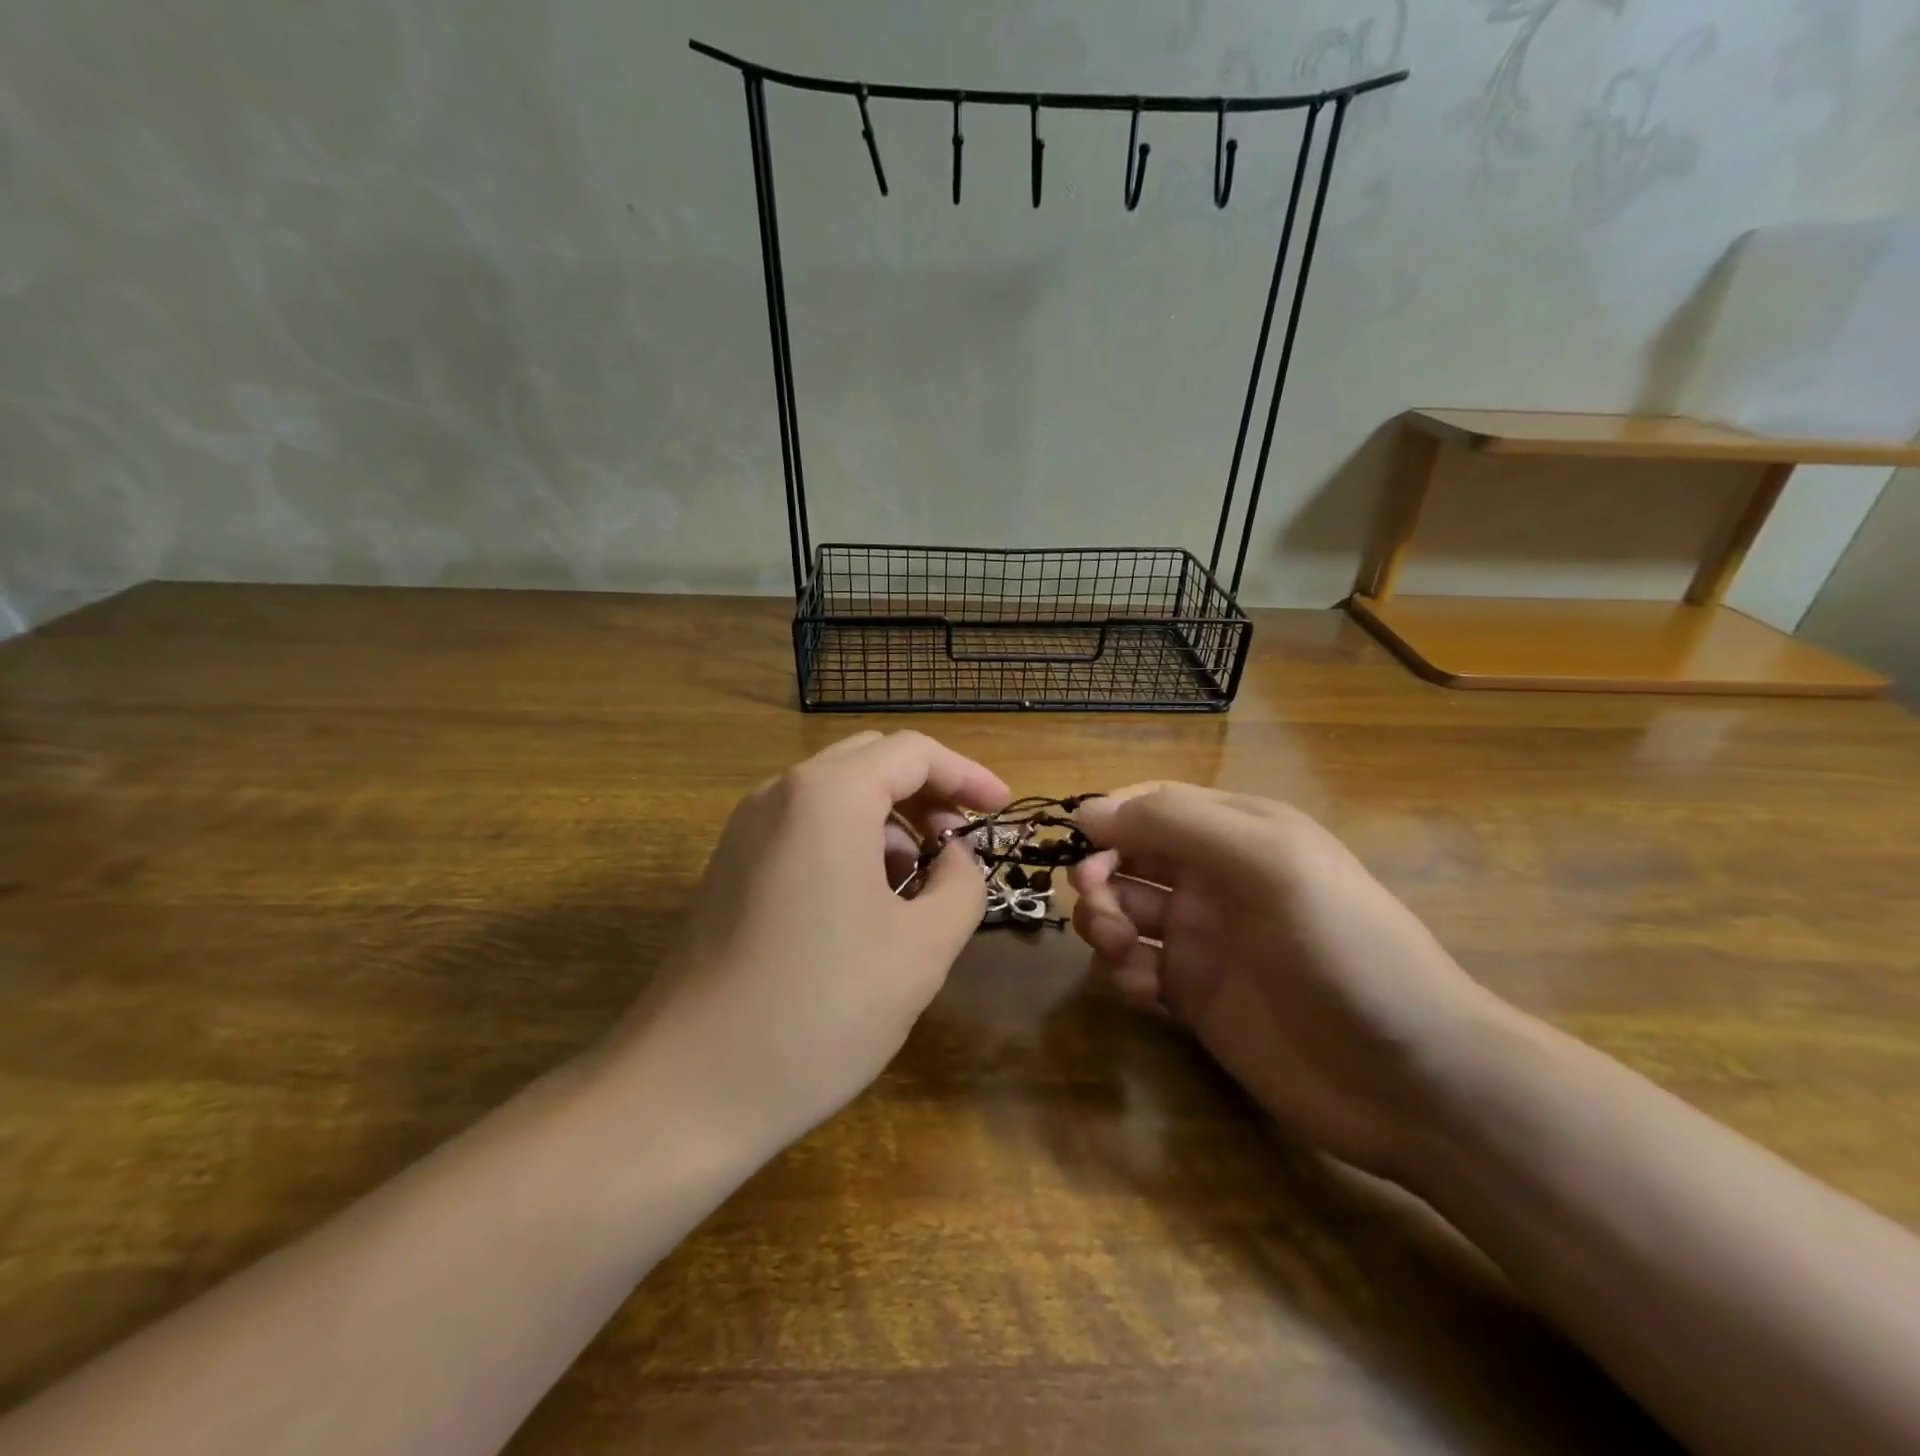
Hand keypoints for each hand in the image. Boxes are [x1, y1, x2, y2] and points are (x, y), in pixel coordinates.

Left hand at [609, 731, 1008, 1161]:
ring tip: (921, 886)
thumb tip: (956, 856)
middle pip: (871, 763)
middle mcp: (781, 794)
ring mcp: (747, 831)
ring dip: (889, 824)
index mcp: (828, 795)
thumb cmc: (822, 1008)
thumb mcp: (923, 946)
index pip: (913, 752)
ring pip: (837, 797)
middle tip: (963, 842)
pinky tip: (870, 906)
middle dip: (927, 794)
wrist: (689, 1087)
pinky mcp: (731, 869)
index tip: (1003, 811)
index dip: (968, 775)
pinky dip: (851, 846)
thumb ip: (961, 883)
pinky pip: (805, 831)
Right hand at [1069, 783, 1508, 1184]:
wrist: (1412, 1078)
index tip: (1078, 843)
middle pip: (1128, 858)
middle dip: (1101, 874)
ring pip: (1124, 911)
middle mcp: (1213, 880)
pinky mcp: (1194, 997)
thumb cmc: (1343, 946)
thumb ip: (1176, 823)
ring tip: (1120, 948)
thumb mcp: (1267, 860)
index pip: (1153, 805)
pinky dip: (1123, 970)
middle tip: (1101, 907)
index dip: (1111, 817)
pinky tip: (1142, 988)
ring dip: (1104, 921)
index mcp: (1236, 833)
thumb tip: (1086, 809)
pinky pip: (1136, 968)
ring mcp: (1203, 940)